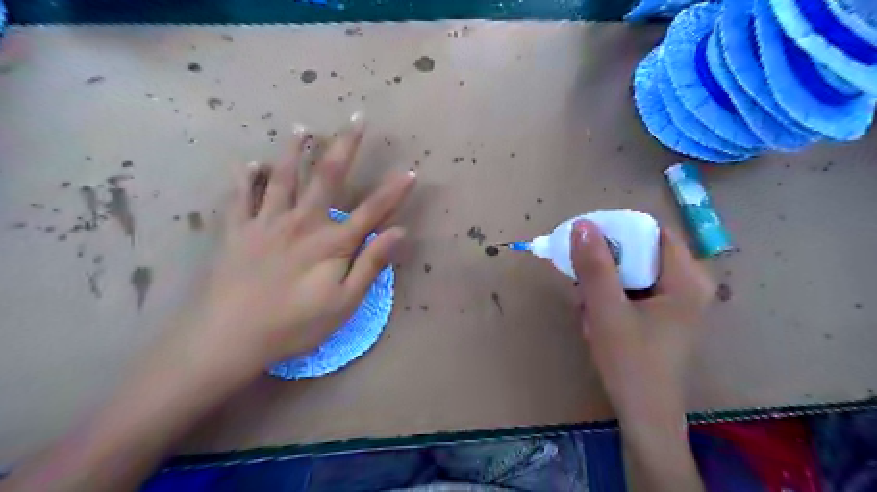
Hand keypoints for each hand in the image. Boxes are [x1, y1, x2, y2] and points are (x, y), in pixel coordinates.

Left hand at [179, 115, 415, 373]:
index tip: (410, 171)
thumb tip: (399, 232)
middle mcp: (302, 222)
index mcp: (331, 243)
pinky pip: (241, 198)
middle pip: (328, 177)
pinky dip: (245, 178)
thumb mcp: (344, 303)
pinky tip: (250, 164)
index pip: (372, 210)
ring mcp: (267, 223)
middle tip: (356, 118)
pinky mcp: (238, 232)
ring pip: (283, 177)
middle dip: (345, 146)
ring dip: (295, 151)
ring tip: (301, 129)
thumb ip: (371, 264)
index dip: (394, 191)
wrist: (229, 338)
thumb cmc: (295, 326)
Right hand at [574, 219, 715, 422]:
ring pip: (633, 271)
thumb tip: (582, 224)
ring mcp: (677, 301)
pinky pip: (633, 289)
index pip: (651, 231)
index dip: (616, 229)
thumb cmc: (630, 362)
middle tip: (581, 281)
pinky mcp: (663, 315)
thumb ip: (594, 266)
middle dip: (605, 264)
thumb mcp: (606, 309)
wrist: (643, 415)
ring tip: (587, 307)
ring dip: (603, 282)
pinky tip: (596, 318)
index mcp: (686, 279)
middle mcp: (688, 284)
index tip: (584, 240)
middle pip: (641, 251)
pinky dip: (610, 296)